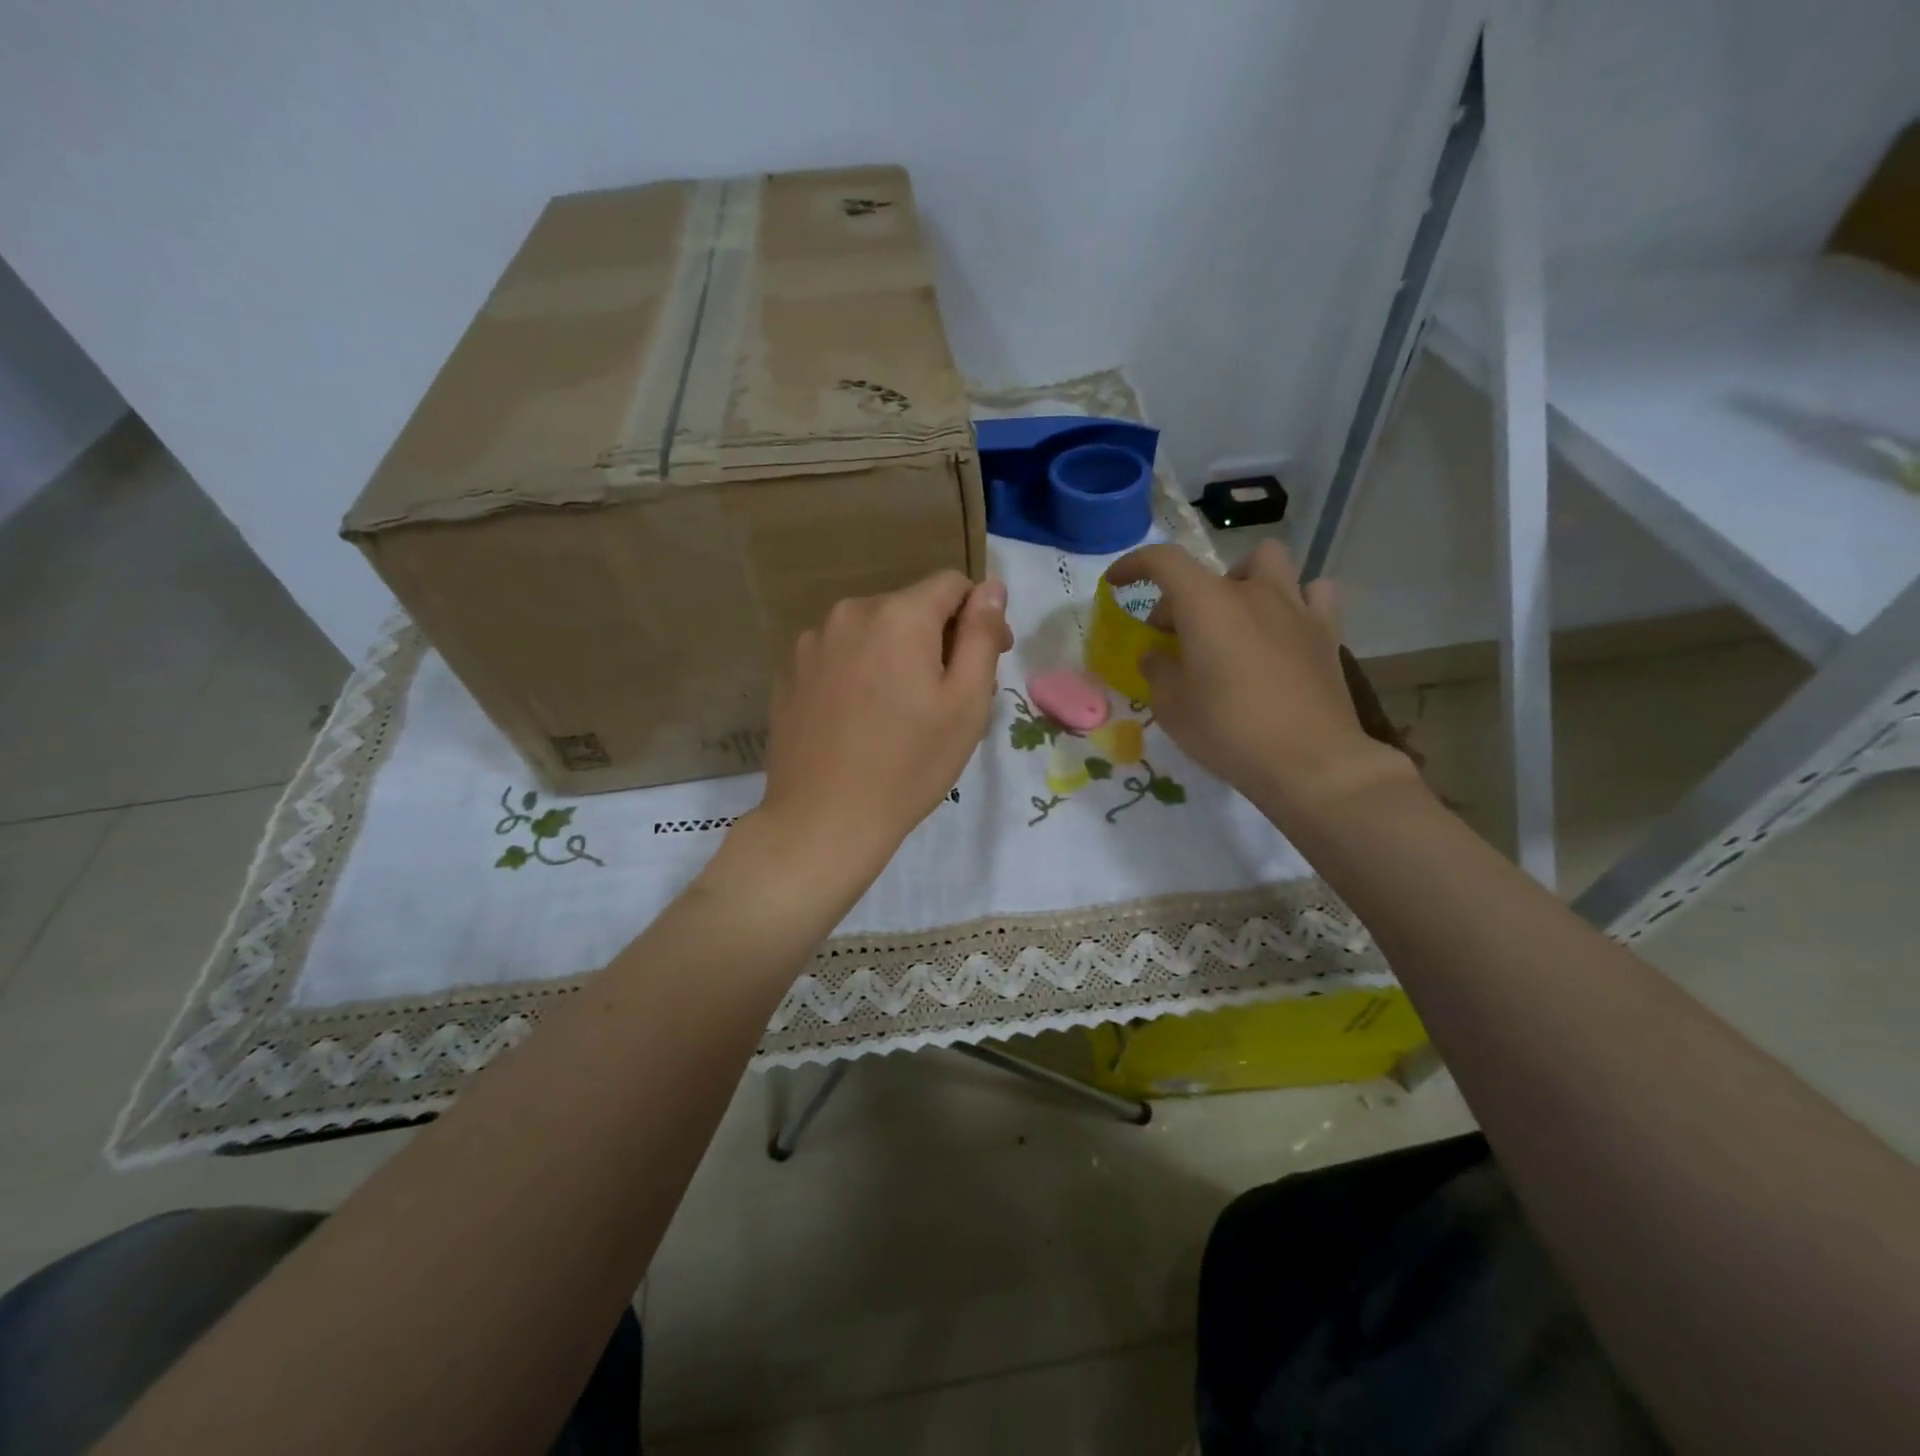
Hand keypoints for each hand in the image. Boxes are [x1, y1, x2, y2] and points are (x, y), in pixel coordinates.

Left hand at [740, 571, 1011, 895]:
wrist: (824, 820)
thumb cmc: (909, 765)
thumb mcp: (966, 703)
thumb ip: (981, 634)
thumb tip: (992, 587)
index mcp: (898, 615)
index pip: (952, 585)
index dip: (978, 616)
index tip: (987, 659)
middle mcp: (850, 614)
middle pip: (910, 608)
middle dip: (937, 638)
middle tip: (948, 697)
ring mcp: (812, 643)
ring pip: (873, 632)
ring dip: (896, 655)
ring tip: (901, 712)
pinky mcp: (790, 673)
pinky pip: (840, 656)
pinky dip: (860, 673)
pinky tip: (861, 719)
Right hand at [1106, 540, 1416, 825]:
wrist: (1309, 762)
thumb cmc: (1228, 731)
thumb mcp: (1172, 707)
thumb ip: (1158, 671)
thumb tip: (1156, 654)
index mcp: (1206, 604)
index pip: (1163, 561)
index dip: (1134, 565)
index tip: (1117, 583)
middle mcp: (1251, 593)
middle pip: (1208, 573)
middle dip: (1182, 598)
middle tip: (1173, 637)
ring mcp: (1295, 608)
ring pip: (1268, 562)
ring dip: (1243, 580)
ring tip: (1233, 616)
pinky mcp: (1326, 632)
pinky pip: (1312, 593)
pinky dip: (1293, 600)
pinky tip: (1283, 627)